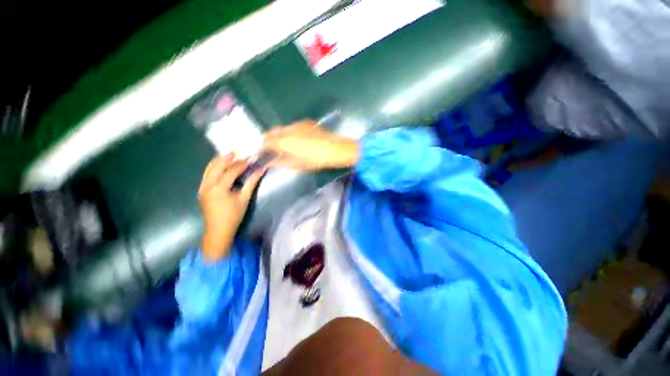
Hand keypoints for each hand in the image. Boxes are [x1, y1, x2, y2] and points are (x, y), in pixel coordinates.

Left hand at [198, 154, 265, 260]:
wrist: (218, 230)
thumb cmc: (234, 215)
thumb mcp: (244, 198)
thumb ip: (252, 182)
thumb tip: (262, 169)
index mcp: (219, 188)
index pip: (231, 171)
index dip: (242, 164)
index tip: (250, 158)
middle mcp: (207, 185)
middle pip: (217, 165)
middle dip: (229, 158)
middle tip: (240, 152)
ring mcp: (202, 187)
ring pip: (209, 168)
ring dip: (220, 160)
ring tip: (231, 155)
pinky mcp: (201, 189)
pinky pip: (207, 173)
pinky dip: (214, 167)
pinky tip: (222, 165)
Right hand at [262, 120, 359, 170]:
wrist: (336, 149)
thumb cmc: (317, 160)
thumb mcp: (298, 164)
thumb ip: (281, 162)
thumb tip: (270, 162)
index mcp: (286, 141)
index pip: (267, 141)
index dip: (262, 147)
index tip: (260, 152)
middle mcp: (289, 129)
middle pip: (273, 132)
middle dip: (268, 139)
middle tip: (268, 148)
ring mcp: (298, 124)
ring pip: (282, 128)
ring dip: (278, 135)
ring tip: (280, 144)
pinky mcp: (306, 123)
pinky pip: (291, 126)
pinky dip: (287, 132)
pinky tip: (293, 139)